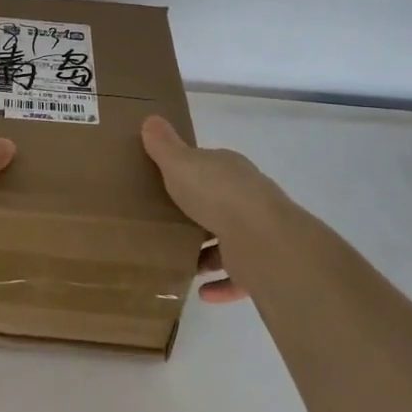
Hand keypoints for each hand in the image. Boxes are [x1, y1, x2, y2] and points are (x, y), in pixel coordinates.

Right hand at [141, 115, 283, 303]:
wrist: (260, 238)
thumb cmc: (216, 194)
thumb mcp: (181, 164)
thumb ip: (164, 146)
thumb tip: (151, 119)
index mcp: (230, 171)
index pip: (210, 167)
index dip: (189, 173)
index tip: (166, 184)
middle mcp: (247, 198)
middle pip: (219, 204)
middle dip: (197, 215)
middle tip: (165, 225)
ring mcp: (256, 233)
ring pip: (229, 242)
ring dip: (208, 254)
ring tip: (179, 261)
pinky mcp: (260, 265)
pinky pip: (238, 278)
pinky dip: (221, 285)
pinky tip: (201, 293)